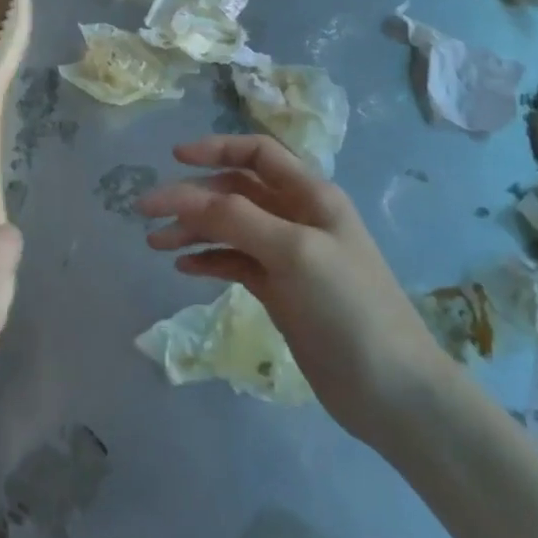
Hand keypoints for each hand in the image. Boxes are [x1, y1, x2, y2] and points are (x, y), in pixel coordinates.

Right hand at [137, 135, 447, 443]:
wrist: (389, 389)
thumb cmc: (348, 307)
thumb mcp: (294, 252)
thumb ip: (236, 218)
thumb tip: (183, 196)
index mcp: (312, 195)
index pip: (258, 154)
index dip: (216, 148)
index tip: (173, 159)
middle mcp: (298, 217)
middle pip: (236, 191)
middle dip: (192, 196)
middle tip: (147, 211)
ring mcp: (287, 256)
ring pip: (230, 228)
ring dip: (193, 229)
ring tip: (155, 243)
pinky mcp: (279, 291)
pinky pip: (235, 262)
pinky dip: (209, 260)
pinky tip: (183, 268)